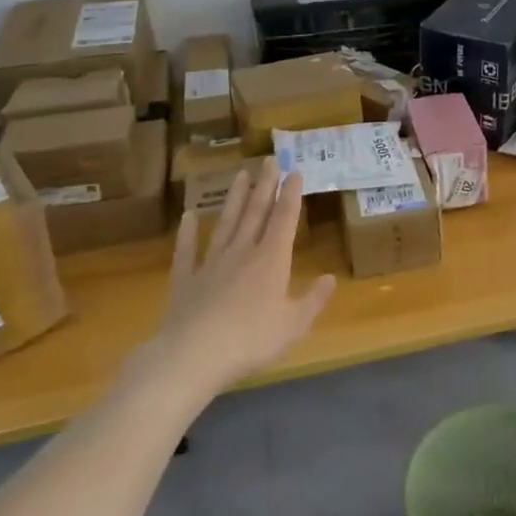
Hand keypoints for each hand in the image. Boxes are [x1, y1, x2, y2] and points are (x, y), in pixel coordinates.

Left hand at [156, 159, 335, 391]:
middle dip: (264, 186)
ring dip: (233, 199)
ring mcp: (211, 263)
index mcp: (271, 260)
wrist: (193, 355)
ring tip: (240, 175)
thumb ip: (313, 300)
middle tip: (268, 160)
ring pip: (225, 224)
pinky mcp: (185, 280)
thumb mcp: (293, 325)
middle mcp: (242, 253)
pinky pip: (186, 251)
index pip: (284, 219)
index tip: (294, 171)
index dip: (290, 195)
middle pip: (255, 213)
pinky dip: (187, 233)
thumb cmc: (251, 341)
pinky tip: (188, 216)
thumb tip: (330, 278)